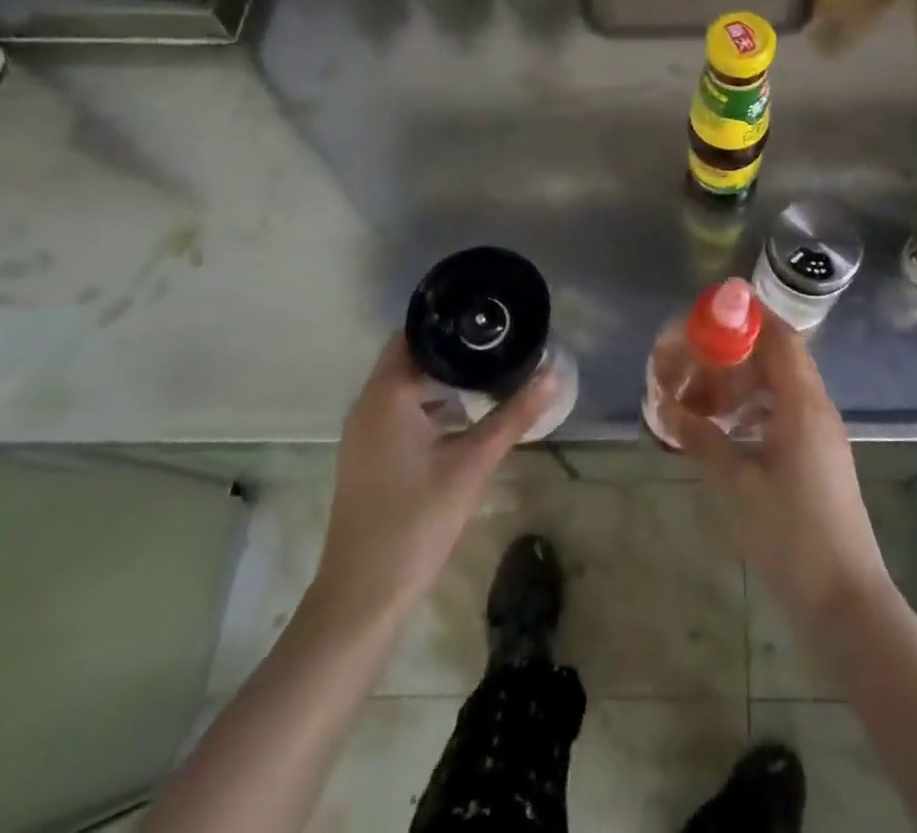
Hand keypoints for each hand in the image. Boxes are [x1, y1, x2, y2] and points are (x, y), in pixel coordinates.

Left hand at [308, 335, 558, 627]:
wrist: (363, 598)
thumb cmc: (416, 521)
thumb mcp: (473, 464)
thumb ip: (514, 416)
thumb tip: (553, 373)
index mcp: (387, 396)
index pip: (414, 334)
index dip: (450, 322)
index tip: (488, 318)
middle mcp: (369, 405)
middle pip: (412, 358)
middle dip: (454, 351)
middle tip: (500, 344)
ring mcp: (365, 433)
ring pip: (406, 387)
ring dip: (443, 380)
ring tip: (491, 374)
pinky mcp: (370, 456)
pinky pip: (401, 412)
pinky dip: (431, 406)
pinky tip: (466, 418)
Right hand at [665, 316, 890, 630]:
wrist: (845, 602)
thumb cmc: (791, 536)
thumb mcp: (738, 485)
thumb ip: (702, 440)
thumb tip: (665, 407)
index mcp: (803, 405)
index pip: (781, 339)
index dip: (751, 317)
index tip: (715, 309)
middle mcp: (817, 409)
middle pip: (778, 359)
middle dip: (736, 353)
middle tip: (696, 358)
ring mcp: (821, 434)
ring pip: (780, 388)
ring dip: (744, 383)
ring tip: (704, 395)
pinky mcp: (818, 458)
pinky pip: (784, 413)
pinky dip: (755, 409)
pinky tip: (727, 427)